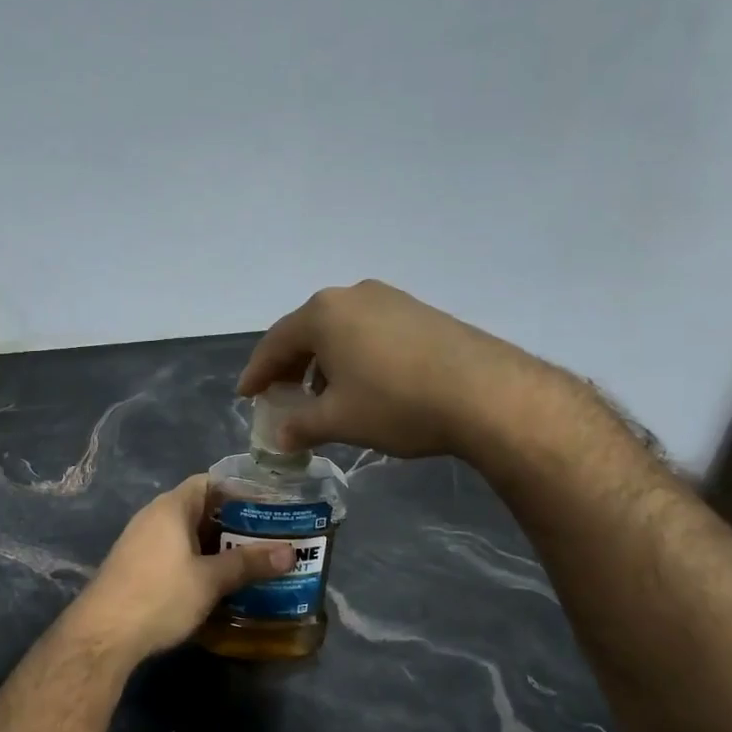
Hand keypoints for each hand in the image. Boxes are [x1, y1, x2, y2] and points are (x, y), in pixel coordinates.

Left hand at [71, 475, 293, 661]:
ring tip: (253, 560)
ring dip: (217, 546)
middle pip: (201, 509)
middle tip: (271, 537)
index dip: (240, 490)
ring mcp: (142, 542)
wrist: (102, 636)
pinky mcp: (137, 567)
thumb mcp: (210, 580)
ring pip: (188, 535)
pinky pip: (176, 554)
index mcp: (171, 507)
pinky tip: (219, 582)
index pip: (210, 482)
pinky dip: (199, 561)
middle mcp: (154, 517)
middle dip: (235, 523)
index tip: (270, 505)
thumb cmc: (159, 596)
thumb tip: (291, 552)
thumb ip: (249, 564)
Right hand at [239, 280, 563, 458]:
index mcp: (323, 313)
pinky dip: (354, 356)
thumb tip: (280, 436)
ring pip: (340, 331)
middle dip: (290, 365)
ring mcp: (390, 299)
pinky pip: (370, 331)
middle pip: (307, 331)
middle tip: (280, 395)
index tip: (245, 395)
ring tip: (322, 395)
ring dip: (323, 362)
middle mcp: (352, 295)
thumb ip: (300, 425)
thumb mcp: (339, 420)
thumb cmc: (396, 403)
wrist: (485, 393)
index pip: (274, 342)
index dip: (257, 372)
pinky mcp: (419, 312)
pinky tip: (363, 384)